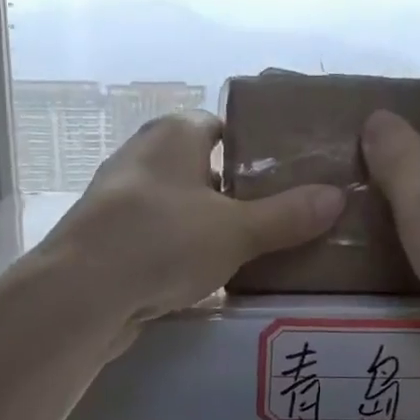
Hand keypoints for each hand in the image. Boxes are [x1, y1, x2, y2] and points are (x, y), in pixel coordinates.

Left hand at [41, 111, 344, 330]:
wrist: (83, 293)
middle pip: (201, 170)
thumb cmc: (163, 241)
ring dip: (208, 228)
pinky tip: (206, 280)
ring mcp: (120, 202)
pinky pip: (158, 241)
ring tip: (251, 253)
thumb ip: (287, 216)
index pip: (222, 126)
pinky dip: (181, 254)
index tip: (287, 176)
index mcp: (173, 134)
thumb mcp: (237, 229)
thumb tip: (336, 197)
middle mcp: (142, 158)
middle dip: (236, 194)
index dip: (256, 148)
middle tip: (280, 220)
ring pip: (179, 209)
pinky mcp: (109, 243)